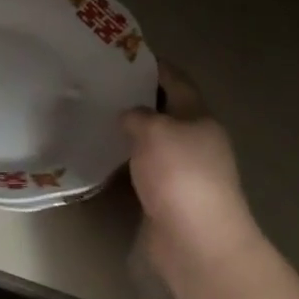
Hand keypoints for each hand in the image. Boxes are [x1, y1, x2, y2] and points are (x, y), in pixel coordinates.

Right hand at [123, 64, 259, 280]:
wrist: (197, 242)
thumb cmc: (180, 175)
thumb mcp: (154, 131)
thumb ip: (138, 115)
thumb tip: (129, 116)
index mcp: (200, 116)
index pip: (177, 80)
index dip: (154, 66)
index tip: (125, 56)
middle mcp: (197, 140)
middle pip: (167, 110)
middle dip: (139, 98)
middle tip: (104, 87)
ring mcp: (185, 171)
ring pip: (155, 141)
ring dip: (133, 132)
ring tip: (98, 117)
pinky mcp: (171, 198)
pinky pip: (147, 169)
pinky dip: (129, 161)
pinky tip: (105, 156)